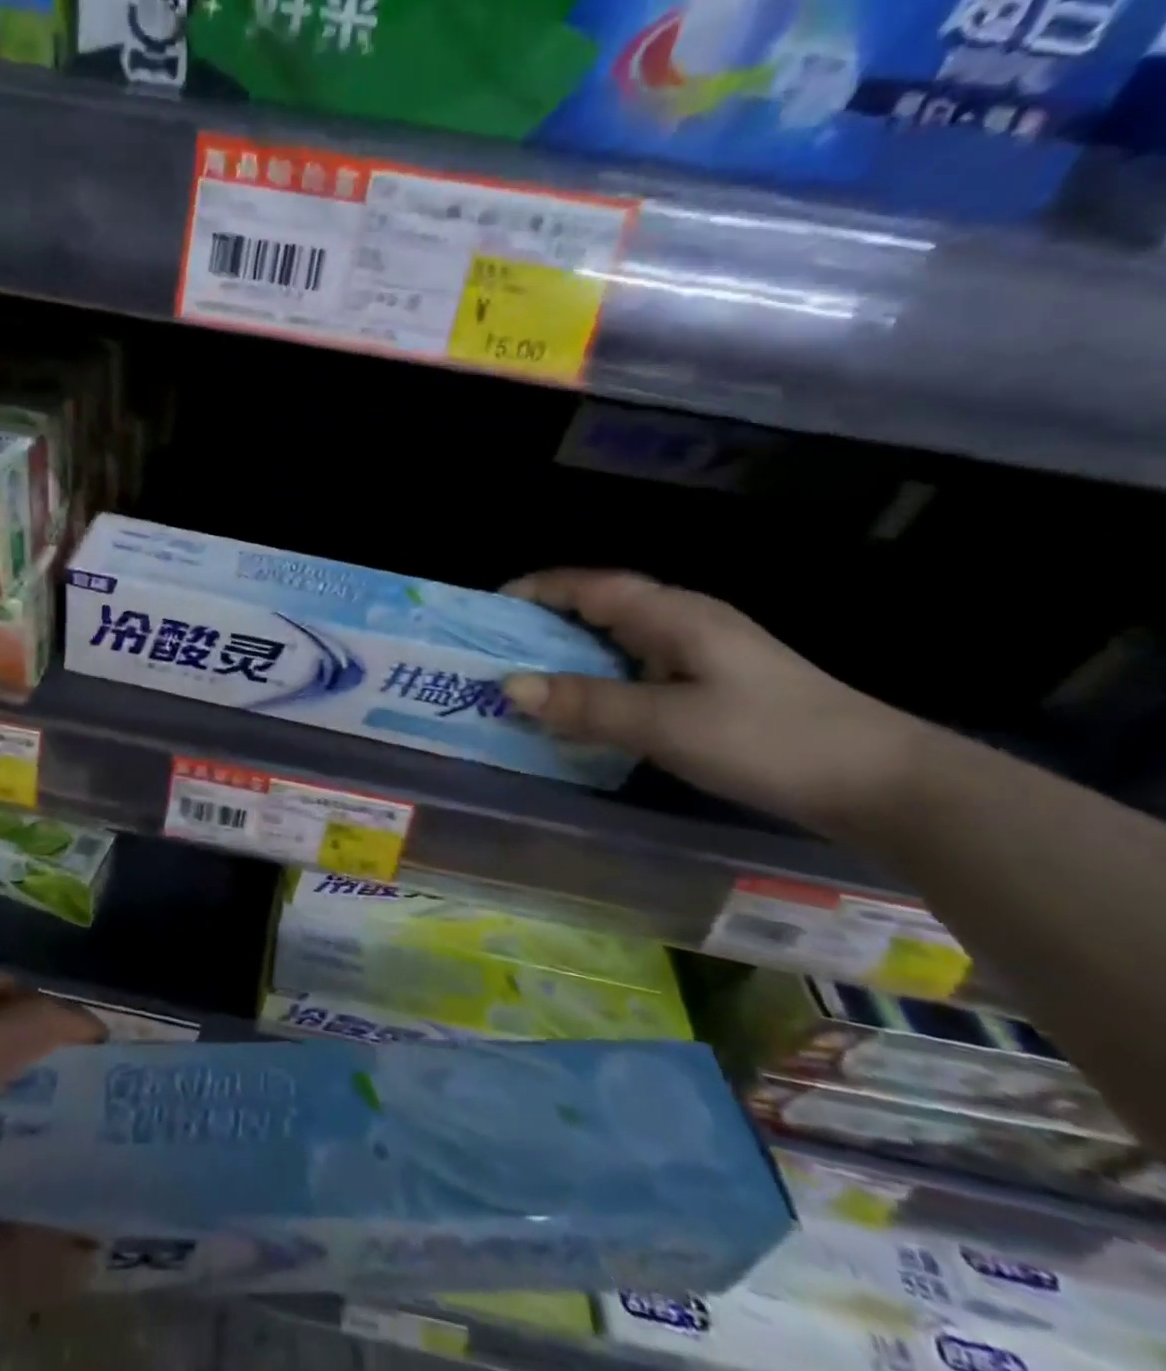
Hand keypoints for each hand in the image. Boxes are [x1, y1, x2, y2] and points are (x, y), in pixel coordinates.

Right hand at [501, 569, 924, 833]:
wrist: (883, 784)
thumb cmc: (768, 740)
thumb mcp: (666, 723)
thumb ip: (586, 704)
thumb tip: (509, 686)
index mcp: (673, 615)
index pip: (590, 586)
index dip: (537, 590)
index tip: (487, 609)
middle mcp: (683, 624)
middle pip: (599, 610)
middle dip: (543, 626)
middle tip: (493, 653)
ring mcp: (701, 656)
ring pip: (617, 644)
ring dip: (569, 658)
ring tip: (523, 683)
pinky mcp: (712, 688)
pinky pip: (636, 673)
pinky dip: (599, 684)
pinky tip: (583, 712)